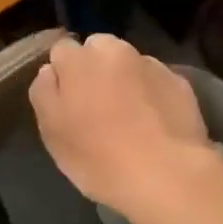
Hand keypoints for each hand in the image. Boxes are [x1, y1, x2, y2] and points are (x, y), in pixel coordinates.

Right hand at [29, 34, 220, 223]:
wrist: (167, 174)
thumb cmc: (99, 158)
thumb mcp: (52, 133)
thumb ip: (44, 92)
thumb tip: (50, 70)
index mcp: (79, 60)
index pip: (61, 49)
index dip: (63, 73)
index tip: (67, 100)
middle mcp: (114, 51)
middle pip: (97, 48)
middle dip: (94, 67)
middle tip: (97, 105)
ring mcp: (150, 63)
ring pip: (128, 62)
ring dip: (124, 78)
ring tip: (129, 116)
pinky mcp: (179, 81)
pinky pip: (156, 80)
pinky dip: (152, 93)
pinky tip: (155, 123)